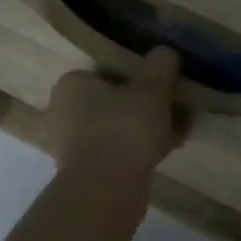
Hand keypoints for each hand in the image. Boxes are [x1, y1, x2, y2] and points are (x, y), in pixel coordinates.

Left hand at [44, 48, 184, 182]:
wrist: (106, 188)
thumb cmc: (124, 128)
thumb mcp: (151, 88)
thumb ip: (160, 65)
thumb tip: (165, 52)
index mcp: (71, 85)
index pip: (106, 73)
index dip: (136, 78)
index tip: (161, 87)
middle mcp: (63, 113)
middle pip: (112, 102)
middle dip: (143, 106)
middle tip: (173, 108)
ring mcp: (71, 146)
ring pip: (117, 129)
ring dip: (144, 130)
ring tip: (177, 131)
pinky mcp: (85, 173)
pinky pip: (118, 153)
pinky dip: (139, 150)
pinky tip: (168, 151)